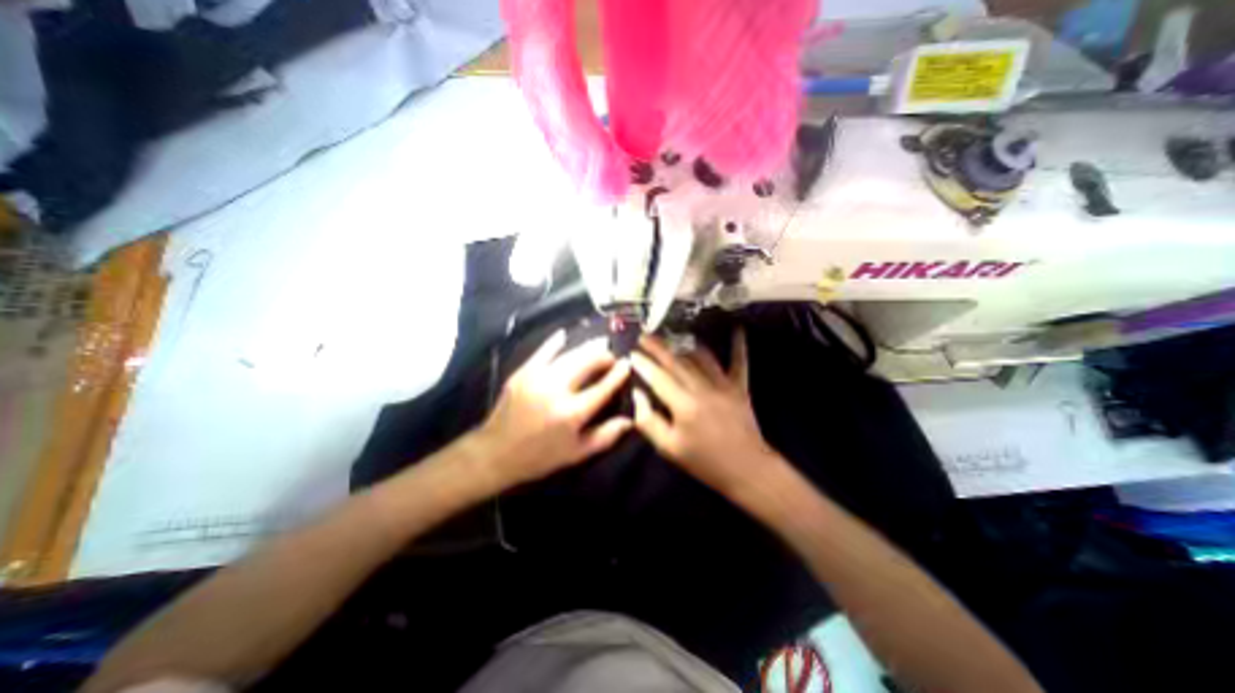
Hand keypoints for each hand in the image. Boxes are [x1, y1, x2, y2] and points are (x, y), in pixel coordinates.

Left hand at [471, 331, 631, 489]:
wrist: (495, 453)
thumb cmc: (540, 457)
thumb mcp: (576, 453)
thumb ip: (606, 436)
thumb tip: (630, 420)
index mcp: (572, 413)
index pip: (603, 387)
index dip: (618, 374)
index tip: (627, 363)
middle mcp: (556, 391)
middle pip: (587, 363)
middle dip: (603, 355)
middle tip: (610, 357)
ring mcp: (537, 378)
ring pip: (569, 354)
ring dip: (586, 348)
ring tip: (596, 346)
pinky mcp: (522, 373)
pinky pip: (542, 351)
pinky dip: (555, 342)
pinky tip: (564, 335)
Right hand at [630, 329, 772, 498]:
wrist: (746, 470)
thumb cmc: (704, 462)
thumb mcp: (669, 448)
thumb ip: (648, 421)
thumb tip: (638, 395)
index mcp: (683, 405)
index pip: (658, 377)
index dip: (643, 364)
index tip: (632, 353)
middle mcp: (702, 388)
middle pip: (676, 362)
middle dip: (658, 347)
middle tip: (645, 336)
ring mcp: (724, 385)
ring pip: (701, 357)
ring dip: (685, 345)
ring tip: (672, 336)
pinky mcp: (740, 387)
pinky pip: (739, 362)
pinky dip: (738, 345)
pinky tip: (737, 328)